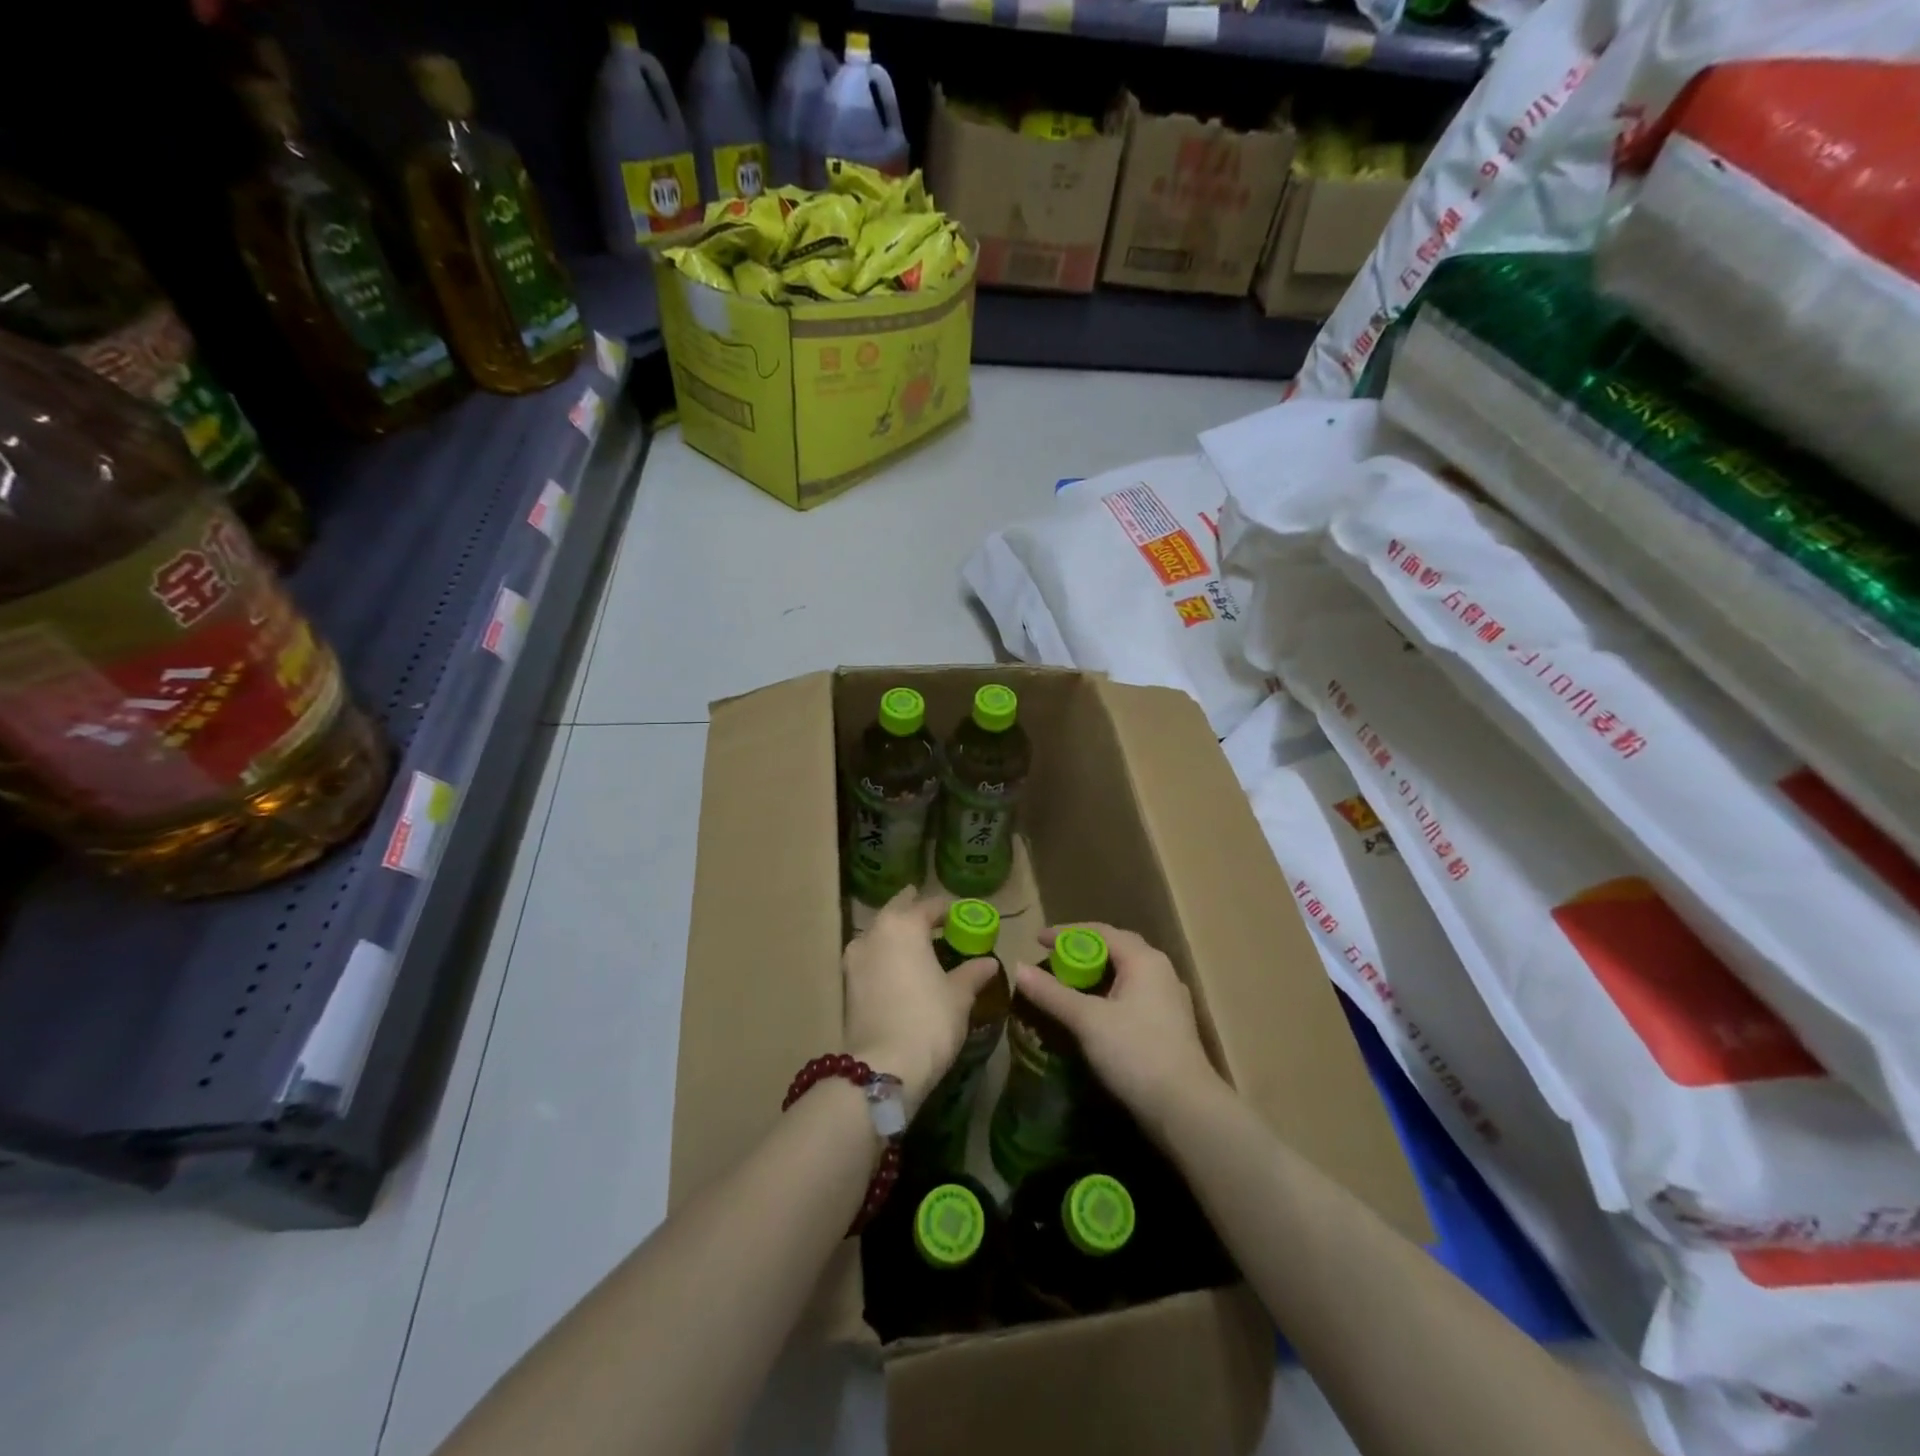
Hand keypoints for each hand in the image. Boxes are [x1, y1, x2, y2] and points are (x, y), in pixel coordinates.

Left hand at [843, 887, 1000, 1115]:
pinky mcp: (846, 983)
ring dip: (896, 934)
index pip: (929, 905)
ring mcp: (855, 957)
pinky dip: (884, 956)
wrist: (883, 1067)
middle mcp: (875, 932)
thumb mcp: (959, 996)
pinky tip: (898, 970)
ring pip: (879, 933)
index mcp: (905, 924)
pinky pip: (870, 957)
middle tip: (933, 919)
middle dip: (914, 912)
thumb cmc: (929, 1021)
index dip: (948, 911)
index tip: (961, 917)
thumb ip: (972, 973)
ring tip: (916, 946)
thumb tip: (989, 962)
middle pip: (897, 911)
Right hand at [1013, 924, 1221, 1132]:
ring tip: (1068, 986)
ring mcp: (1169, 1001)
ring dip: (1096, 976)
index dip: (1067, 933)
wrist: (1185, 1110)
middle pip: (1116, 950)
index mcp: (1144, 960)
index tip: (1037, 940)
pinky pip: (1133, 997)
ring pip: (1126, 975)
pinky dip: (1108, 996)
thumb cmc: (1135, 1052)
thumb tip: (1017, 967)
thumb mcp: (1086, 1020)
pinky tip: (1093, 1015)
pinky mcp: (1170, 1027)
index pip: (1101, 932)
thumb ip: (1051, 993)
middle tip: (1052, 961)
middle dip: (1082, 952)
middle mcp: (1161, 972)